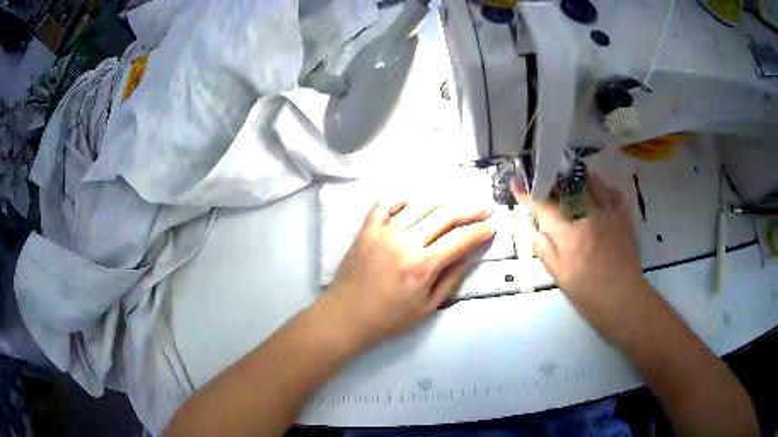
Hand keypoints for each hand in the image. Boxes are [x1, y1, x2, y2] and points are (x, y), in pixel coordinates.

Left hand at [324, 201, 493, 350]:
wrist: (347, 316)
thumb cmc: (389, 318)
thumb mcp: (427, 307)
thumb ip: (451, 278)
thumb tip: (471, 255)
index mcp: (423, 264)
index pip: (460, 239)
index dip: (480, 231)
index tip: (492, 227)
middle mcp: (405, 241)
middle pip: (444, 214)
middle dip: (469, 209)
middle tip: (484, 208)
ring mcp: (384, 231)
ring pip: (419, 204)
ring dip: (442, 201)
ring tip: (454, 204)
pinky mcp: (366, 229)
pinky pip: (385, 204)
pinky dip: (402, 200)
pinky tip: (413, 203)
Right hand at [513, 173, 650, 341]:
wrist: (625, 301)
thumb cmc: (590, 296)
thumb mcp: (562, 280)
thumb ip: (547, 254)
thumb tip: (536, 232)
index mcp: (571, 236)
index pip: (545, 208)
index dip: (529, 195)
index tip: (517, 184)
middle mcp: (590, 218)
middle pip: (570, 188)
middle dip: (555, 181)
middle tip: (548, 181)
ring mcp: (610, 216)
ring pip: (595, 185)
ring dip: (582, 179)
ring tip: (574, 179)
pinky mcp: (625, 220)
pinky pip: (615, 195)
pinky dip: (606, 189)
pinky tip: (602, 191)